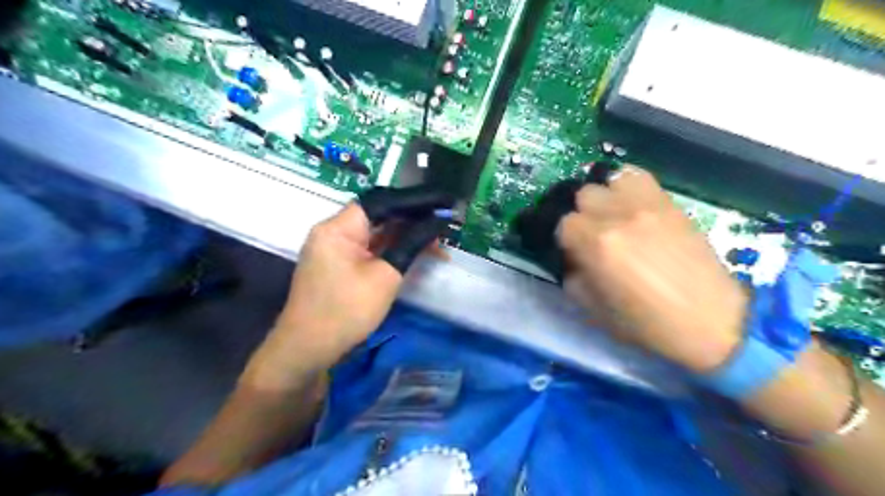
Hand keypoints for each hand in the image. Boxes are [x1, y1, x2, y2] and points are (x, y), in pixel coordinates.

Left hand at [242, 188, 450, 388]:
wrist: (308, 350)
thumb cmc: (346, 311)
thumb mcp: (385, 276)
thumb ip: (411, 244)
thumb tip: (436, 221)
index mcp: (338, 227)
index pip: (382, 201)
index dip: (415, 199)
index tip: (443, 202)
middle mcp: (334, 231)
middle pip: (379, 214)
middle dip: (413, 218)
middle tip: (444, 222)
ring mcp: (335, 248)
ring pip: (376, 232)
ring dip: (405, 235)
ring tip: (437, 241)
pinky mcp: (339, 263)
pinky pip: (370, 248)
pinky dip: (392, 249)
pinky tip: (415, 252)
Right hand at [560, 165, 744, 372]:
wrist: (710, 322)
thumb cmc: (647, 323)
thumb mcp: (594, 311)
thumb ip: (573, 278)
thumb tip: (571, 259)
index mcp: (597, 244)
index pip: (564, 223)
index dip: (565, 239)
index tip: (573, 252)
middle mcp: (618, 216)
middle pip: (584, 195)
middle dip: (582, 215)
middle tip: (592, 234)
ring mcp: (647, 205)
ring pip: (610, 180)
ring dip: (605, 197)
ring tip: (612, 216)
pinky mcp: (670, 204)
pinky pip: (640, 177)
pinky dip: (628, 187)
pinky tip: (631, 206)